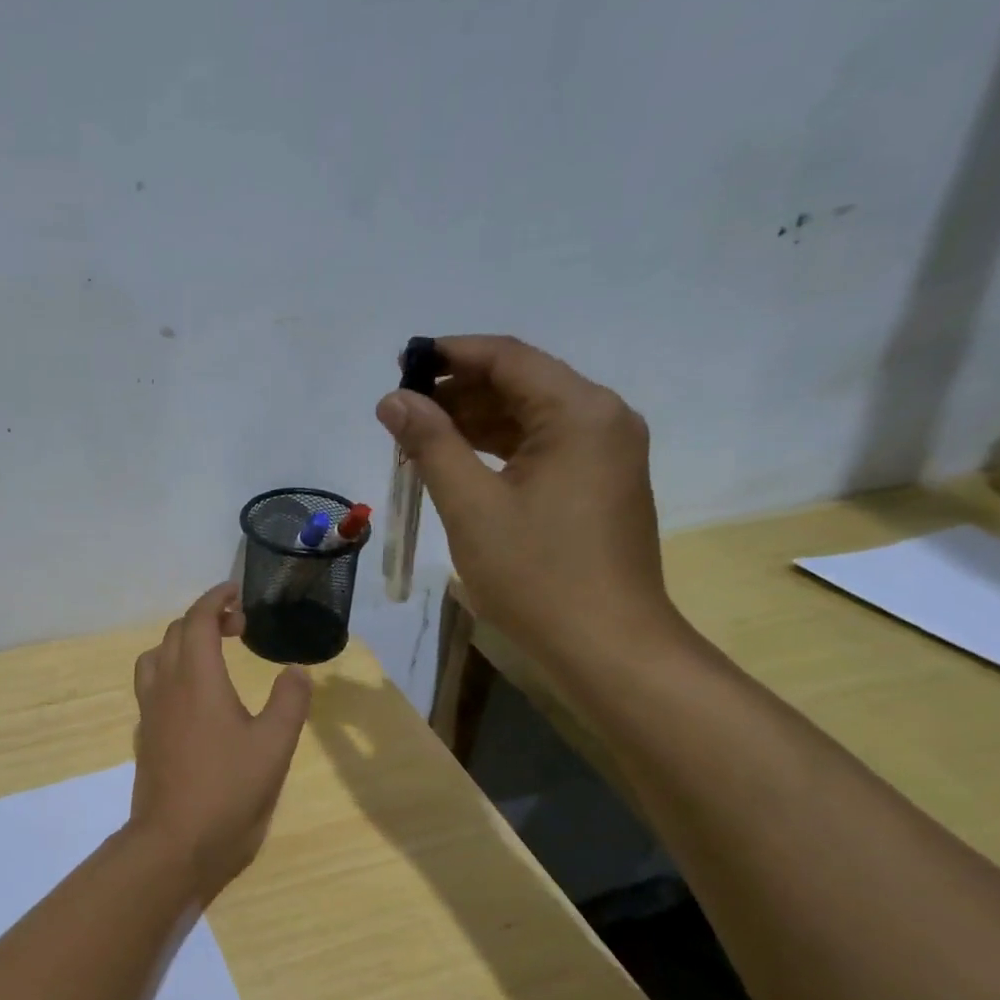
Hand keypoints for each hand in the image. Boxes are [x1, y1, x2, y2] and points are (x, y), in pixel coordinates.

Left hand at [129, 583, 312, 900]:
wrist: (174, 843)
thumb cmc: (228, 790)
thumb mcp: (274, 746)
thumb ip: (289, 701)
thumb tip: (295, 670)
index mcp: (198, 679)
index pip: (198, 620)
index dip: (216, 599)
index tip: (236, 593)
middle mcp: (167, 686)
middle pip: (175, 633)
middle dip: (204, 618)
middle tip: (237, 626)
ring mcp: (151, 712)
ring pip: (155, 657)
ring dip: (180, 642)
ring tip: (211, 654)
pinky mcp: (146, 735)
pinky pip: (151, 685)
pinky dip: (170, 671)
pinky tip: (193, 697)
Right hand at [377, 335, 686, 676]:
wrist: (606, 645)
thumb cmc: (536, 574)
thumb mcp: (471, 506)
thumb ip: (431, 444)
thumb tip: (393, 400)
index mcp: (579, 412)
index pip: (507, 358)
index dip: (450, 354)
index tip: (400, 365)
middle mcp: (602, 419)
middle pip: (521, 383)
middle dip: (458, 392)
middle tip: (400, 412)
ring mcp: (605, 453)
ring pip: (529, 417)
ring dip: (473, 422)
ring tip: (417, 440)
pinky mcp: (598, 484)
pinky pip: (541, 448)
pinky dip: (497, 450)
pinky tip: (457, 464)